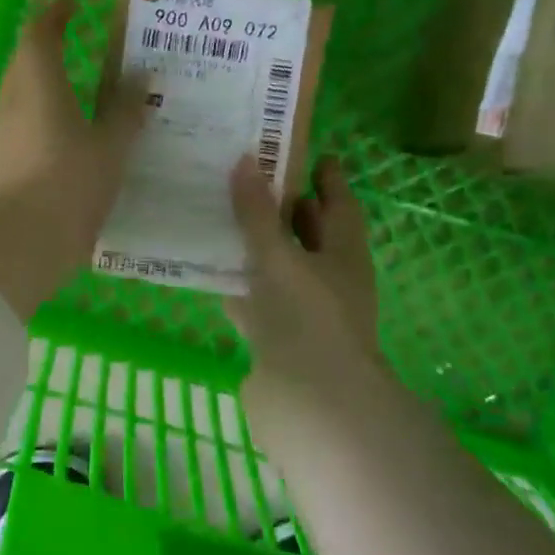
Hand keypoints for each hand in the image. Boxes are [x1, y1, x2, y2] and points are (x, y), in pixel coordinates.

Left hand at [0, 0, 147, 318]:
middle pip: (23, 66)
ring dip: (44, 90)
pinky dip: (43, 128)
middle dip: (45, 48)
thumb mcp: (107, 153)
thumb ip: (124, 115)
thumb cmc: (61, 191)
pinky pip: (22, 136)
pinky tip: (65, 147)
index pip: (40, 36)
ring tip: (79, 95)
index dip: (53, 11)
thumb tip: (140, 77)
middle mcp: (11, 108)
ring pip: (21, 103)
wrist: (3, 255)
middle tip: (73, 40)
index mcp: (37, 89)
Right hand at [227, 153, 383, 393]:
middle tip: (253, 176)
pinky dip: (237, 283)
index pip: (339, 204)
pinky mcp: (276, 336)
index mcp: (343, 254)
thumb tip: (245, 159)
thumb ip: (258, 215)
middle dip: (286, 207)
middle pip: (309, 234)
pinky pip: (256, 298)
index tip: (313, 152)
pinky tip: (211, 270)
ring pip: (280, 266)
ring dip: (257, 245)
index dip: (329, 178)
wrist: (311, 402)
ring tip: (223, 215)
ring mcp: (302, 310)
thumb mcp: (280, 258)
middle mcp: (328, 278)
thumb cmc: (307, 318)